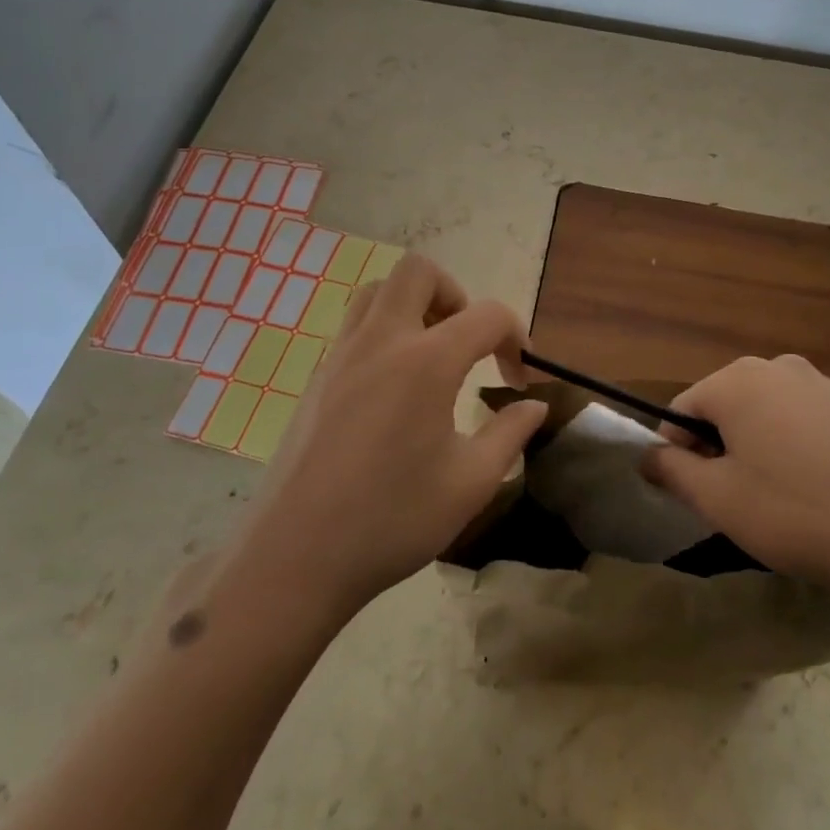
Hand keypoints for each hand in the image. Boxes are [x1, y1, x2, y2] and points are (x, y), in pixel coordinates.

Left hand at [232, 255, 546, 618]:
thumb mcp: (470, 483)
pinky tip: (394, 388)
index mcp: (427, 362)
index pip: (487, 315)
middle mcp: (382, 342)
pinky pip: (355, 326)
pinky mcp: (317, 378)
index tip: (519, 377)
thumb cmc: (392, 520)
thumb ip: (510, 434)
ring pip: (378, 291)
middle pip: (419, 272)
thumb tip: (534, 405)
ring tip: (431, 356)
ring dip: (414, 305)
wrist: (295, 557)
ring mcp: (341, 356)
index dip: (516, 338)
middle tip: (467, 343)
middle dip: (456, 294)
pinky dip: (384, 332)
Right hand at [642, 354, 829, 601]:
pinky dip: (793, 447)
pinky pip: (802, 420)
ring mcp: (821, 382)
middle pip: (724, 405)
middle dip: (718, 447)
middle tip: (734, 498)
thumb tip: (647, 455)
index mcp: (737, 380)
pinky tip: (814, 488)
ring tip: (776, 497)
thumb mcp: (718, 498)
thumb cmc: (794, 510)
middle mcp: (777, 367)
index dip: (677, 452)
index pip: (682, 409)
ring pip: (765, 412)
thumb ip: (672, 471)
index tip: (693, 493)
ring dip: (756, 447)